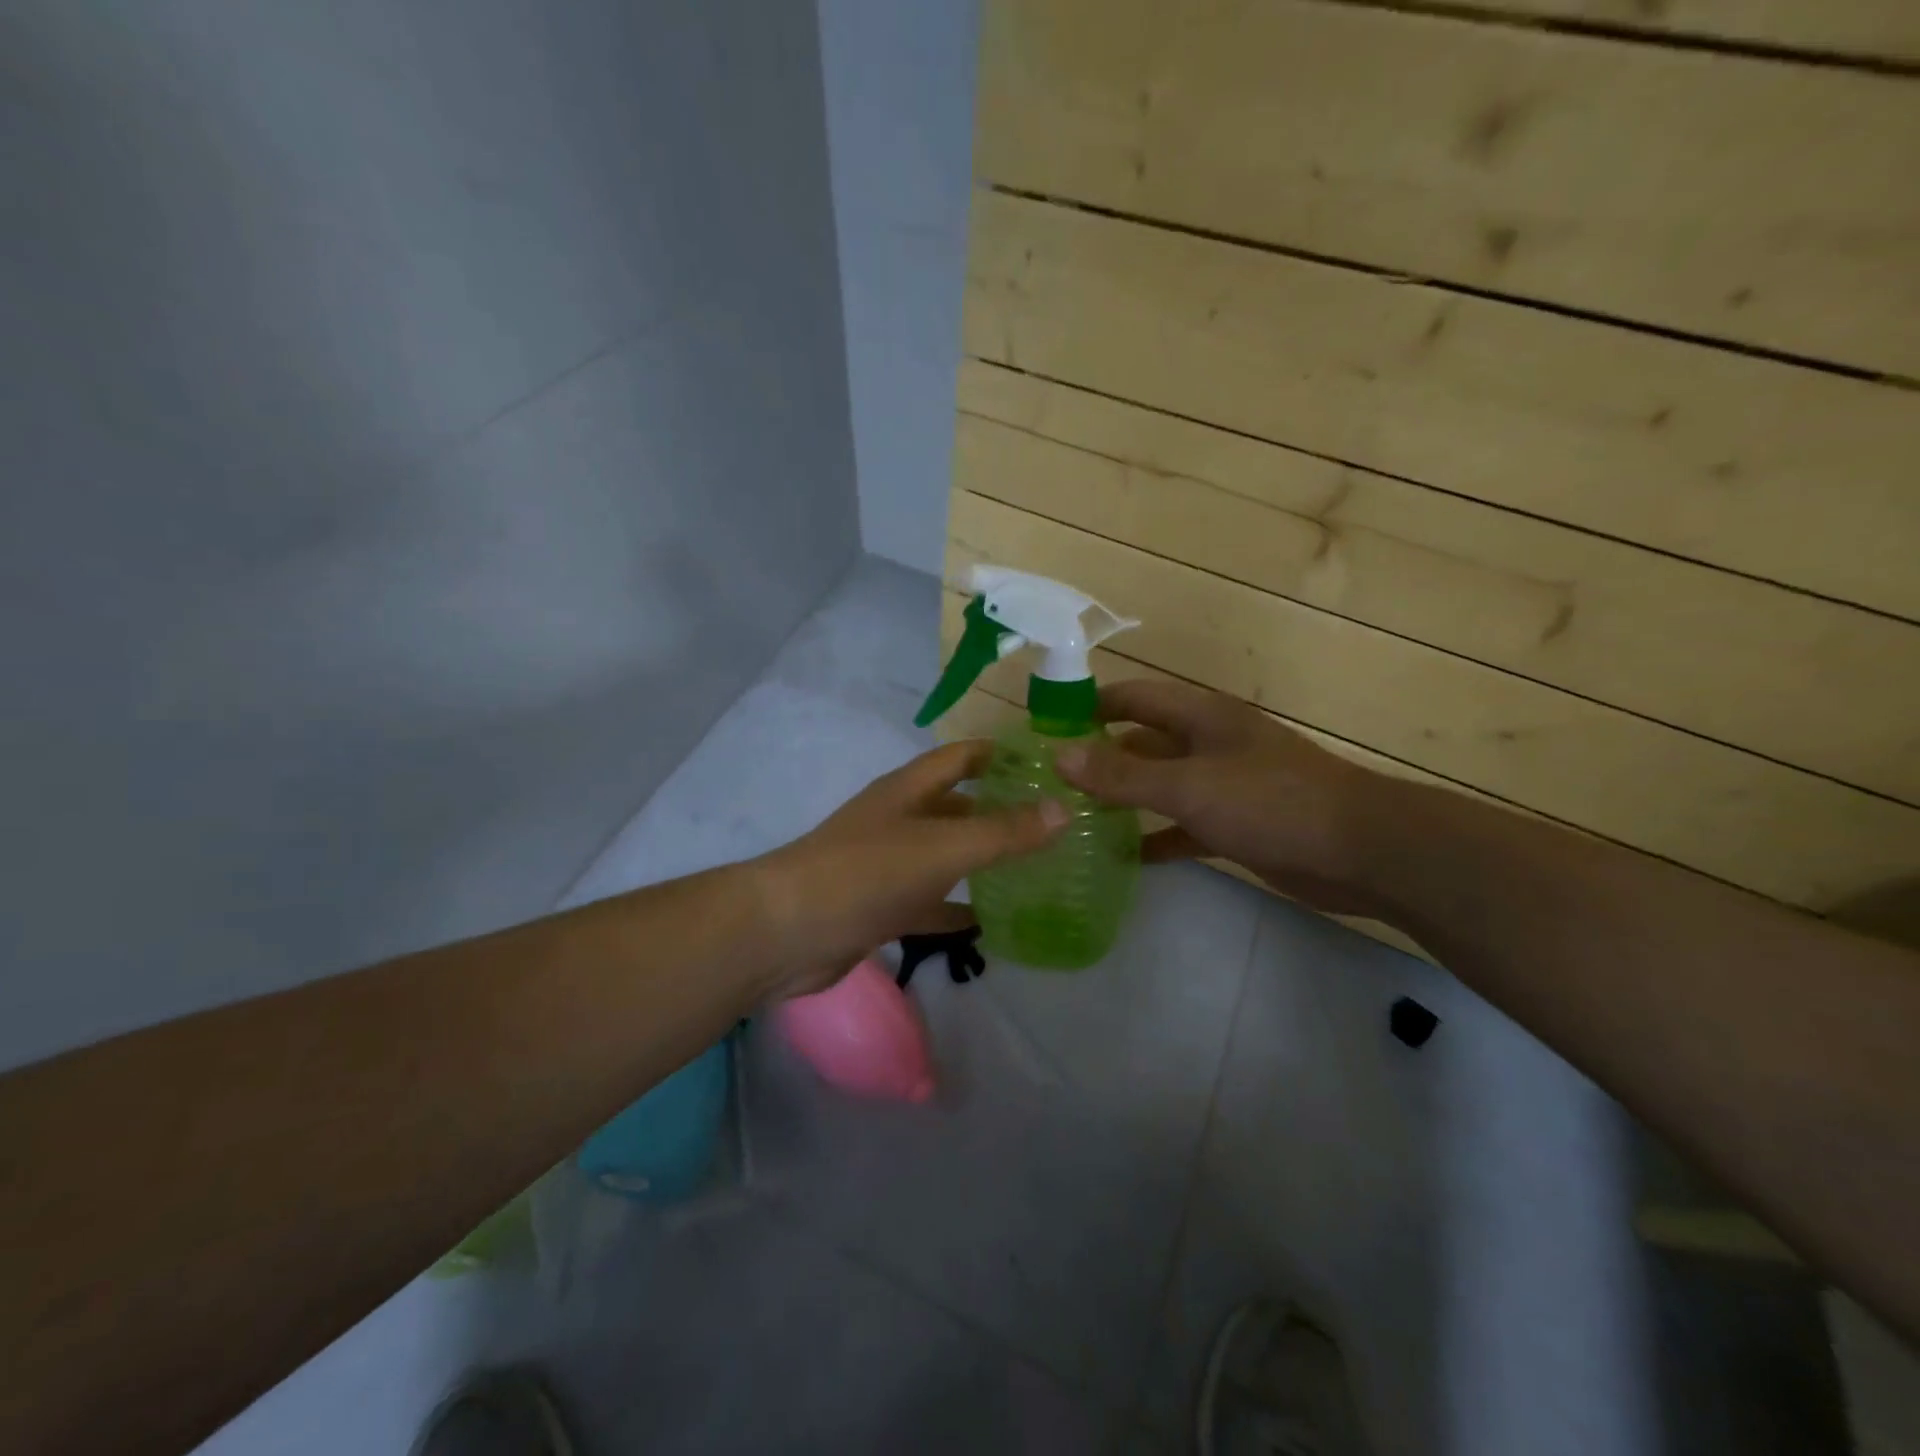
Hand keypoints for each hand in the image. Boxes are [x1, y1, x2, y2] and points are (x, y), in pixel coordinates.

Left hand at [751, 740, 1066, 996]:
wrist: (788, 931)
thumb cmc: (868, 873)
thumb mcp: (944, 847)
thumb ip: (1003, 831)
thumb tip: (1063, 809)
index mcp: (909, 790)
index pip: (961, 757)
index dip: (1000, 754)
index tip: (1047, 763)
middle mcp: (898, 819)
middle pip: (956, 806)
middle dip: (999, 810)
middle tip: (1053, 824)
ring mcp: (887, 864)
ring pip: (945, 855)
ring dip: (981, 859)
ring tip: (1035, 870)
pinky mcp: (880, 906)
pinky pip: (929, 901)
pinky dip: (957, 907)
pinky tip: (990, 922)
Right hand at [1055, 679, 1383, 918]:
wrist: (1361, 850)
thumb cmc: (1271, 802)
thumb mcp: (1188, 786)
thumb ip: (1122, 774)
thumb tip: (1059, 755)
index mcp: (1200, 717)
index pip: (1133, 697)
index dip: (1091, 704)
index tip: (1046, 723)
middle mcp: (1208, 743)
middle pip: (1143, 741)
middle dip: (1100, 755)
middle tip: (1050, 778)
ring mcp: (1223, 784)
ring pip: (1160, 784)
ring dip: (1124, 797)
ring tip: (1074, 816)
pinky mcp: (1235, 824)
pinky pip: (1182, 825)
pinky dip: (1155, 836)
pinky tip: (1124, 856)